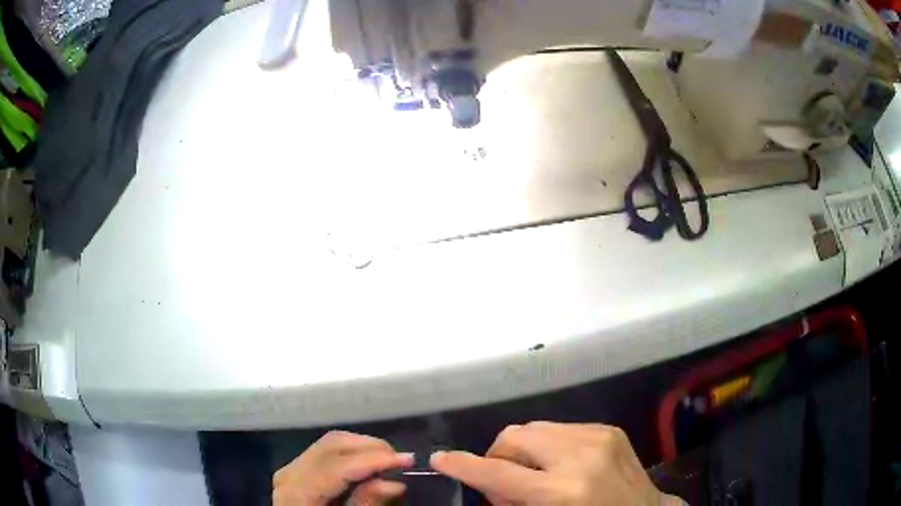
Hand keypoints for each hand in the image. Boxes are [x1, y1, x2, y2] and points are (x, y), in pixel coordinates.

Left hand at [273, 430, 413, 505]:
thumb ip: (366, 505)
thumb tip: (396, 483)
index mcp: (296, 492)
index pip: (337, 465)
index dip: (374, 459)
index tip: (408, 459)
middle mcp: (289, 473)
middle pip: (332, 445)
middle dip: (370, 447)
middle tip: (402, 460)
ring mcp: (291, 468)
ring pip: (330, 443)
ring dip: (362, 448)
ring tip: (389, 462)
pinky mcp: (298, 470)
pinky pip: (326, 452)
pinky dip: (350, 454)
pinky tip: (368, 465)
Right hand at [430, 422, 683, 505]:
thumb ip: (512, 501)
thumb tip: (489, 482)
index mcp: (563, 492)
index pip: (499, 473)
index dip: (465, 466)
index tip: (441, 459)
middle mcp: (580, 456)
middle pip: (515, 436)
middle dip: (498, 456)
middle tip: (503, 480)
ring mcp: (598, 437)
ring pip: (535, 428)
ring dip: (523, 449)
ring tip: (534, 472)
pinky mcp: (608, 429)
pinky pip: (560, 428)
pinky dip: (548, 445)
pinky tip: (559, 463)